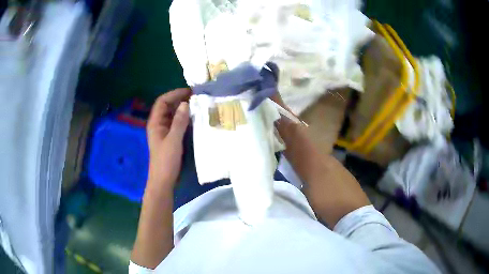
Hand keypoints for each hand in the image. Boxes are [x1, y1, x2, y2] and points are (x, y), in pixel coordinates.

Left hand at [146, 88, 190, 191]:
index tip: (189, 92)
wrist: (163, 181)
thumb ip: (179, 122)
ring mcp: (164, 132)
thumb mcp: (173, 140)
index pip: (162, 101)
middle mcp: (159, 124)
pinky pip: (177, 124)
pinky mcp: (170, 138)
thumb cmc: (166, 161)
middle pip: (167, 107)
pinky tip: (195, 119)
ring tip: (198, 105)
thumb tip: (185, 103)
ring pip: (173, 115)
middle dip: (180, 100)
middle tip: (196, 97)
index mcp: (155, 123)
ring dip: (183, 109)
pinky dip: (185, 119)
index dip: (174, 94)